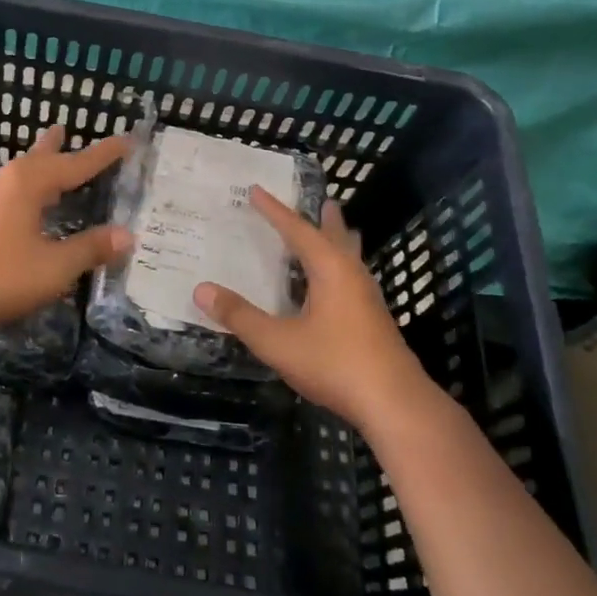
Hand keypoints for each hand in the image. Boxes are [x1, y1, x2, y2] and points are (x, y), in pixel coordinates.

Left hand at [0, 125, 132, 344]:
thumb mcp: (52, 268)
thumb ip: (89, 249)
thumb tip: (126, 235)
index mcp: (28, 183)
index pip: (76, 163)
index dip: (104, 154)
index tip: (127, 140)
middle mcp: (3, 180)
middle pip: (38, 157)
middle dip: (57, 146)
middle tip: (66, 128)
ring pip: (17, 174)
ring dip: (36, 167)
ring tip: (46, 163)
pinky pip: (4, 192)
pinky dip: (22, 190)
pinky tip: (19, 207)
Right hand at [193, 188, 430, 430]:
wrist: (395, 404)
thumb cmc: (335, 363)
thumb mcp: (277, 341)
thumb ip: (240, 316)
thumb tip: (201, 289)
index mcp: (329, 269)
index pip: (297, 230)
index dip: (274, 211)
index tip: (256, 191)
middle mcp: (351, 275)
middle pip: (337, 237)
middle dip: (324, 219)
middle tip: (322, 200)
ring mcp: (368, 299)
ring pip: (351, 258)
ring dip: (340, 241)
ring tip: (337, 230)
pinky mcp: (374, 321)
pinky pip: (353, 278)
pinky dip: (341, 267)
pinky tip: (335, 286)